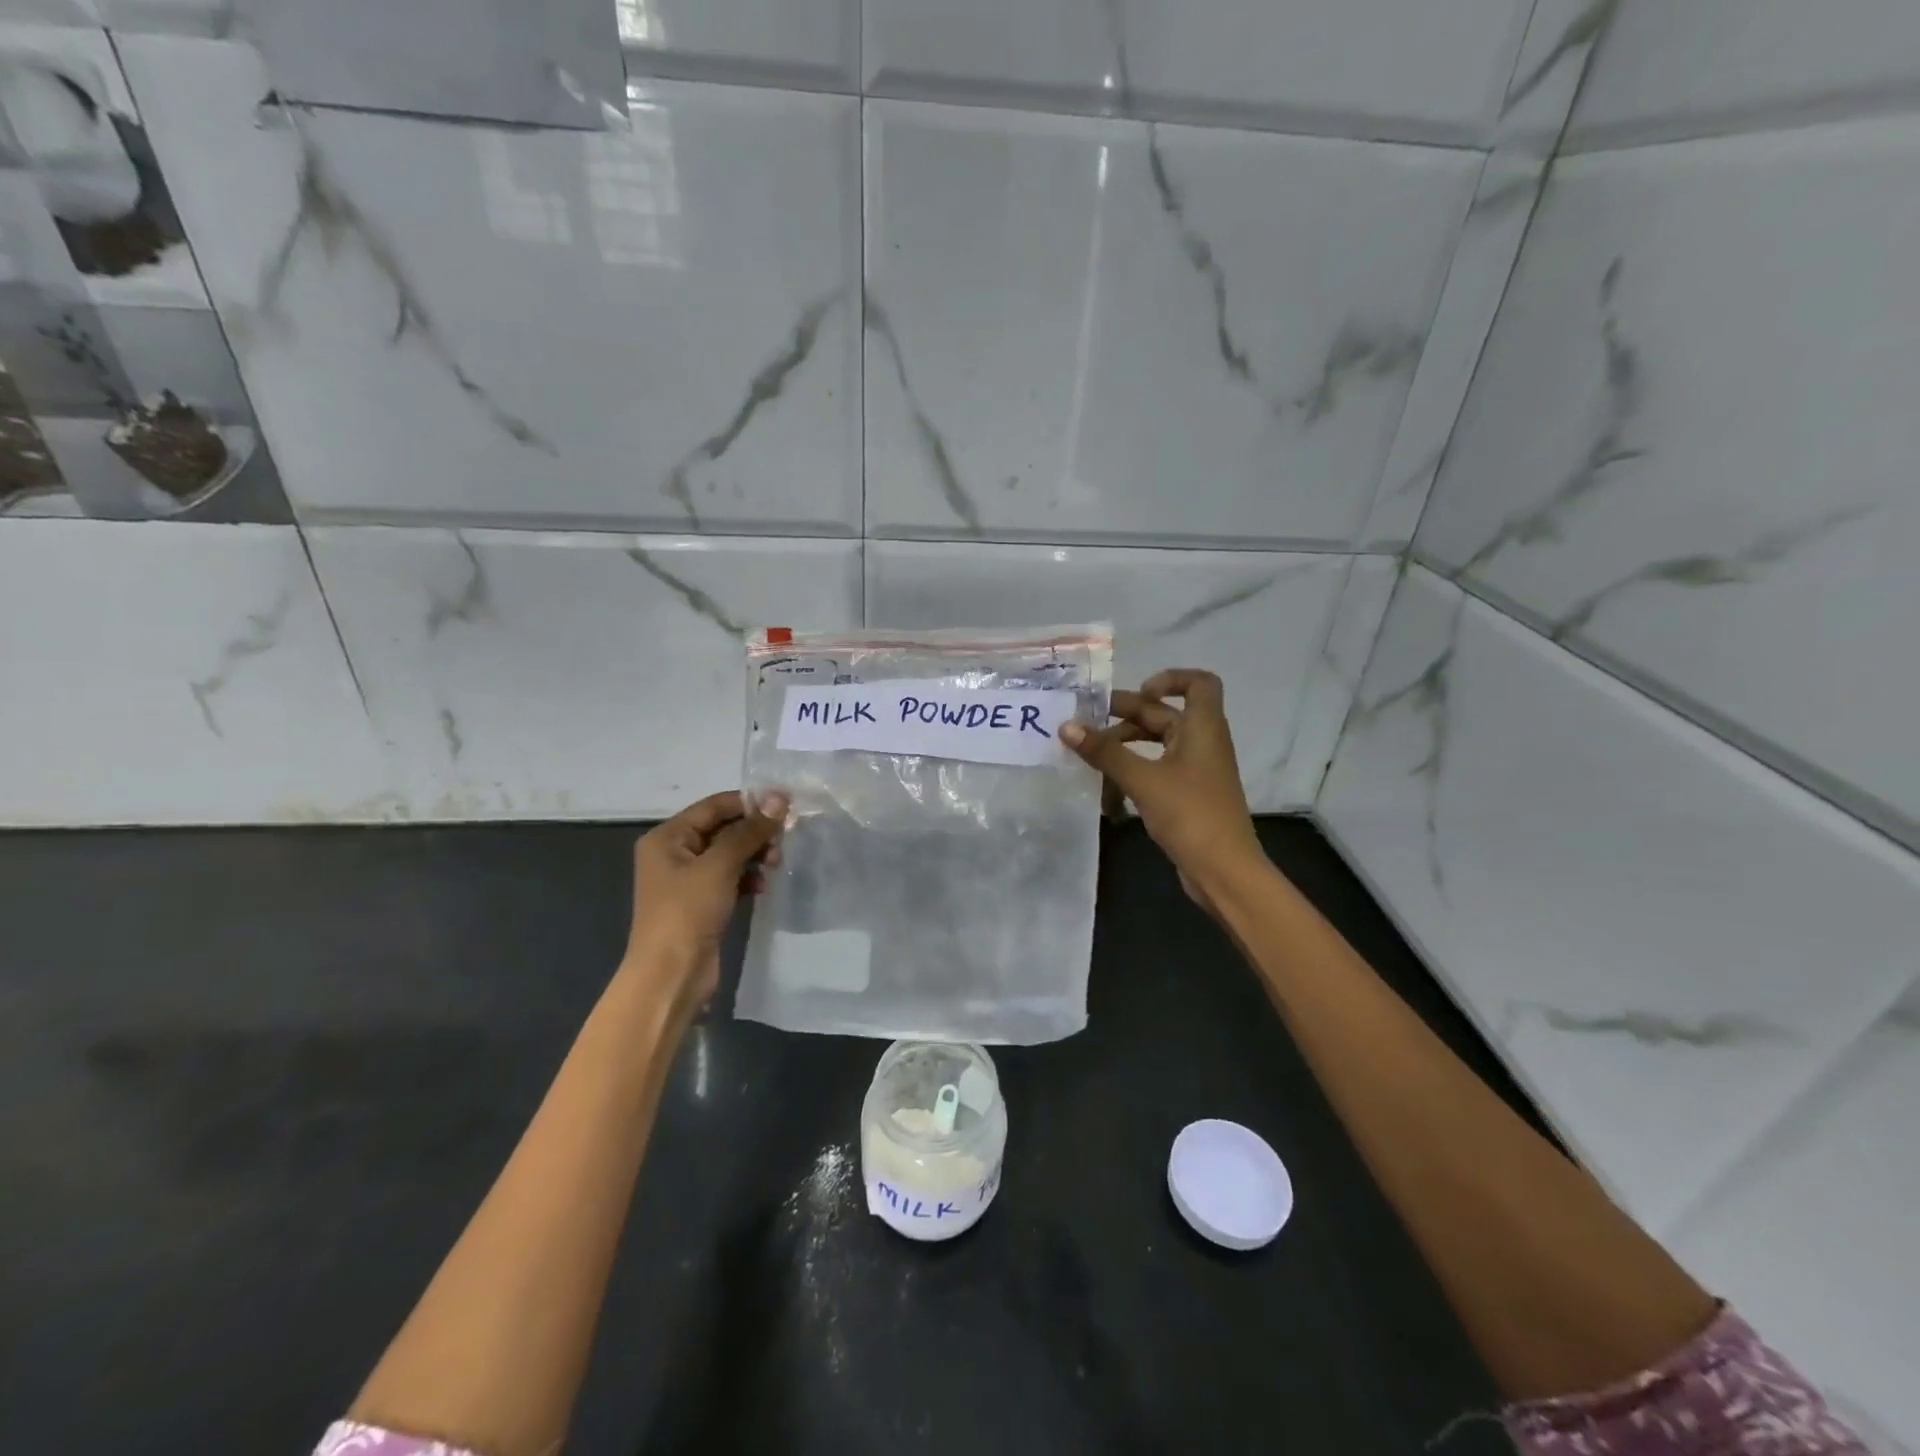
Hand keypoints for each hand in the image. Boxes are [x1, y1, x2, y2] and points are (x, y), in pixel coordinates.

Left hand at [624, 790, 786, 1011]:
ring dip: (755, 854)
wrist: (671, 975)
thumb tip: (779, 799)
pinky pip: (730, 877)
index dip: (751, 802)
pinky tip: (763, 885)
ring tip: (775, 865)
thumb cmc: (688, 912)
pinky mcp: (702, 901)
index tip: (788, 804)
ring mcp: (688, 879)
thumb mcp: (720, 866)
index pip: (715, 806)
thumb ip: (750, 831)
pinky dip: (748, 876)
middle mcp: (674, 852)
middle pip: (723, 828)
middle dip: (755, 832)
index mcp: (668, 837)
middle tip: (783, 841)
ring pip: (730, 853)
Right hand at [1060, 669, 1262, 908]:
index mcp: (1202, 728)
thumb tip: (1067, 726)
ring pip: (1157, 744)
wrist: (1224, 871)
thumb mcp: (1142, 779)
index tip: (1138, 693)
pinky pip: (1157, 770)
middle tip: (1087, 722)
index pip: (1199, 683)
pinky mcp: (1188, 795)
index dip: (1170, 678)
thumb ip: (1105, 752)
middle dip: (1126, 715)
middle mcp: (1202, 742)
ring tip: (1090, 757)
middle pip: (1165, 714)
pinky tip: (1107, 789)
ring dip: (1125, 746)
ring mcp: (1196, 771)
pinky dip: (1133, 771)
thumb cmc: (1190, 814)